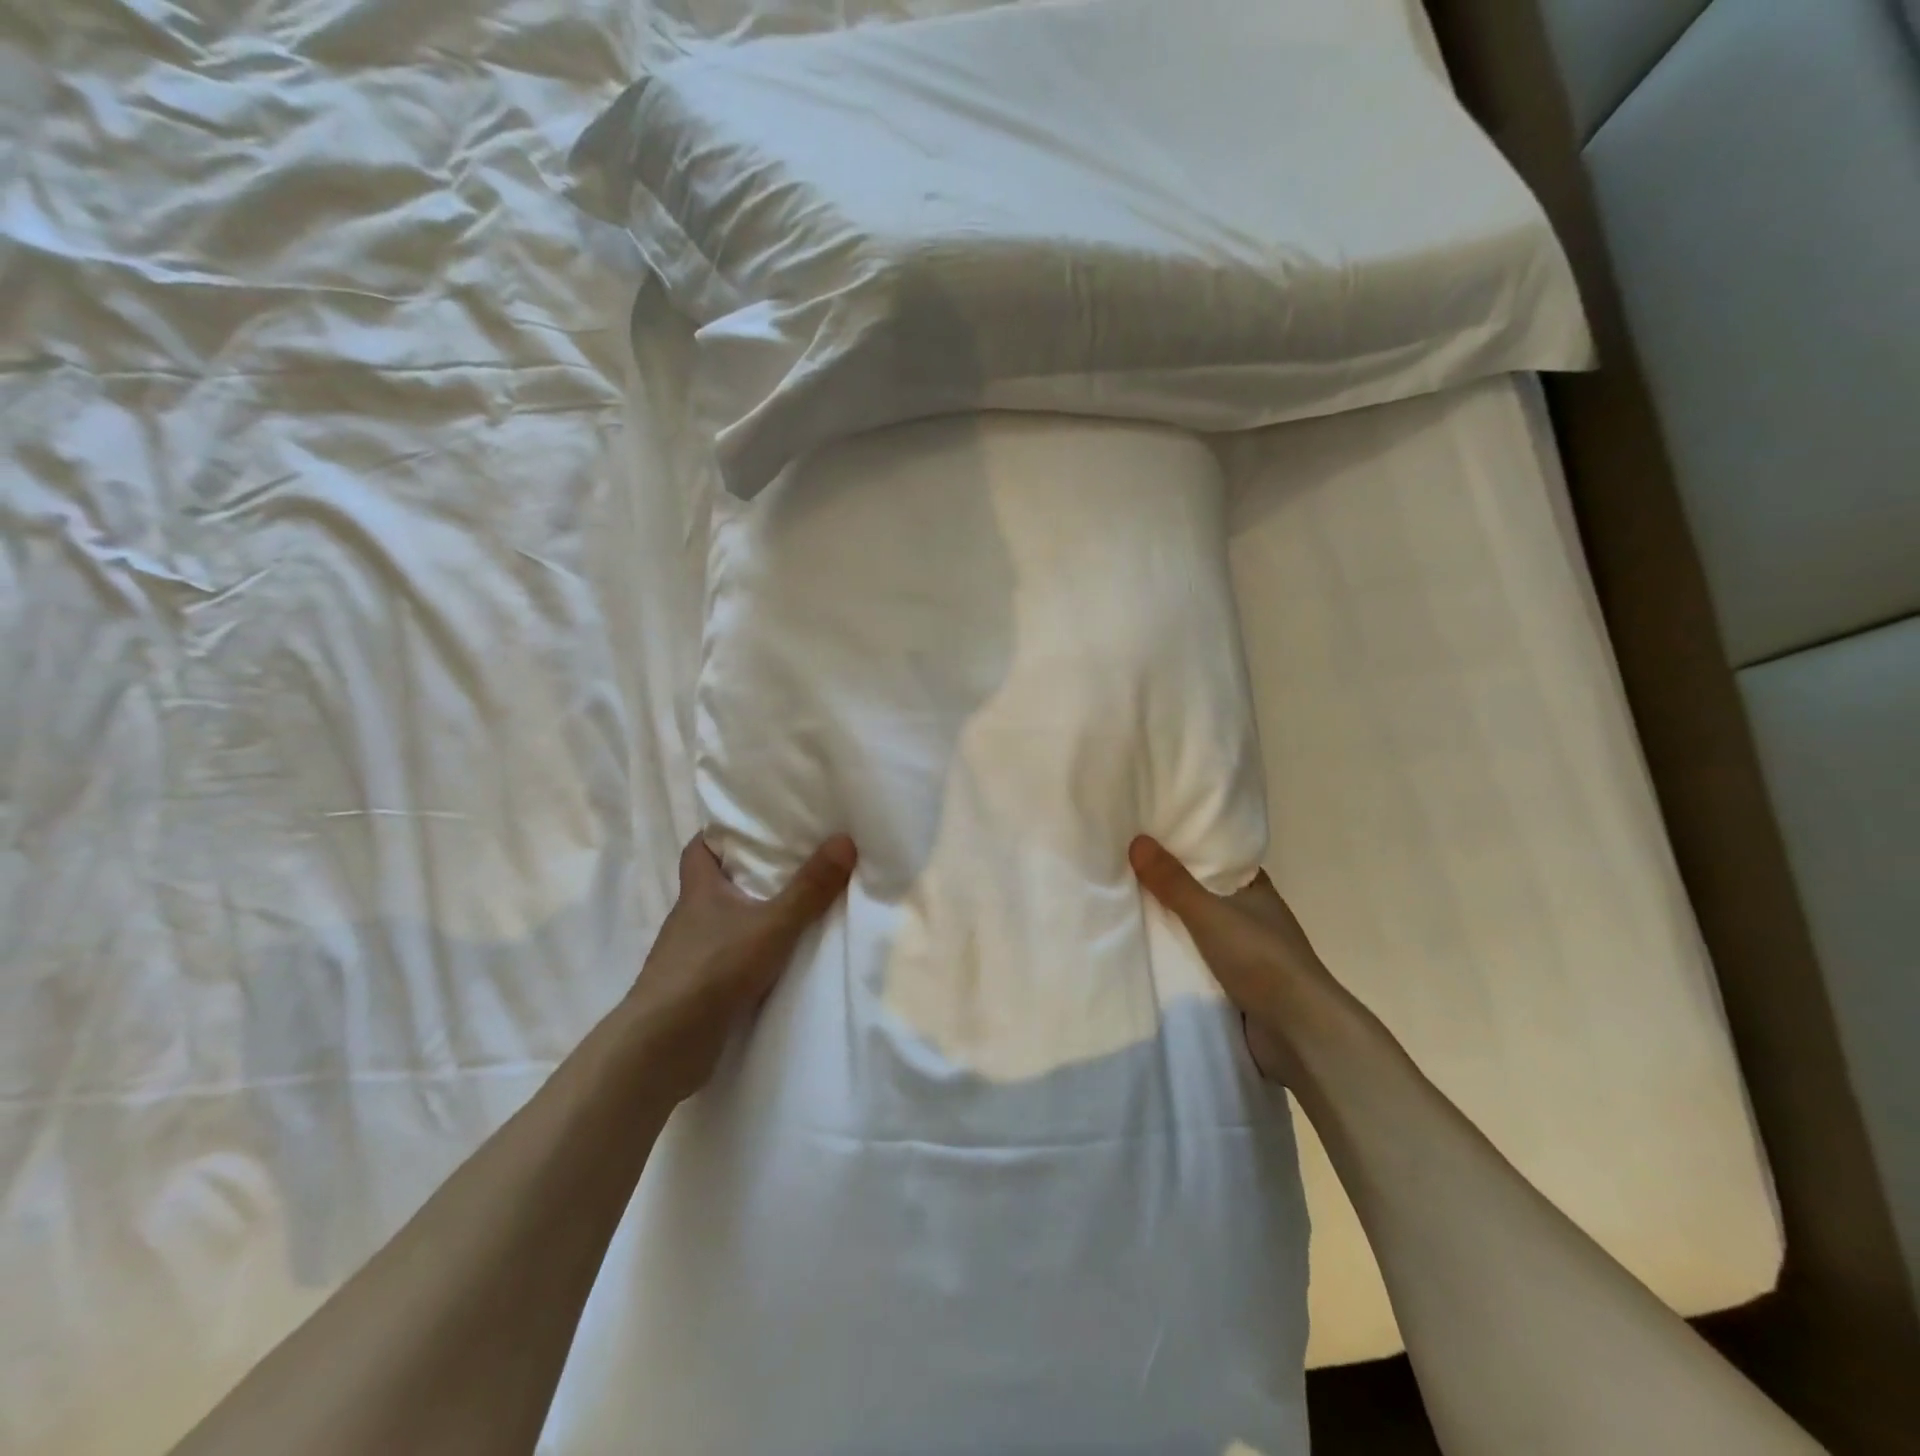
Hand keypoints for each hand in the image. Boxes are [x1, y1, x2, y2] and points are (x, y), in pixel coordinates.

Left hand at [629, 833, 856, 1100]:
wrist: (664, 1045)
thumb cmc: (713, 969)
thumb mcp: (772, 925)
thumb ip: (809, 888)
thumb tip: (844, 840)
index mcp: (698, 891)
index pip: (698, 850)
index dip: (719, 836)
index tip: (751, 829)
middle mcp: (689, 918)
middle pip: (714, 885)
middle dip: (746, 875)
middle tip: (790, 864)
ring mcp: (689, 956)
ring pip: (722, 924)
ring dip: (749, 918)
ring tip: (793, 909)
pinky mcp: (696, 989)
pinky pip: (726, 960)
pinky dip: (747, 955)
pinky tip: (776, 961)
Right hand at [1129, 835, 1333, 1085]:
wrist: (1298, 1032)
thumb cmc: (1260, 959)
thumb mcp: (1209, 914)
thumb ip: (1173, 882)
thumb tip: (1137, 840)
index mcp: (1255, 889)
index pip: (1218, 858)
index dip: (1188, 849)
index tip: (1152, 841)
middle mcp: (1254, 915)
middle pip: (1205, 893)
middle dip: (1172, 888)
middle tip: (1128, 873)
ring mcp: (1248, 951)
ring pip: (1201, 929)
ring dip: (1175, 925)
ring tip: (1129, 909)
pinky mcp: (1239, 983)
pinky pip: (1200, 960)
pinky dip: (1180, 956)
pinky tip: (1151, 951)